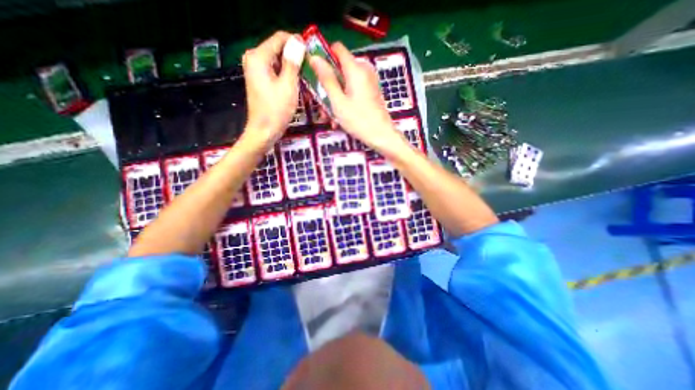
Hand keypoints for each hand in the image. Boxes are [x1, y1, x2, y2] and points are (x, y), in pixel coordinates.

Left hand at [242, 30, 304, 146]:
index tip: (313, 55)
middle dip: (295, 57)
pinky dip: (286, 75)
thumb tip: (298, 41)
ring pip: (278, 61)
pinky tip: (296, 85)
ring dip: (292, 68)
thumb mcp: (288, 86)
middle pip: (279, 49)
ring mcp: (255, 70)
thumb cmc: (276, 110)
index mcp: (258, 57)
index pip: (280, 38)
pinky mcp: (259, 80)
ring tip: (306, 78)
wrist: (264, 131)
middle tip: (311, 70)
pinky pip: (275, 71)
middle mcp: (254, 59)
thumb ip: (292, 62)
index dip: (298, 43)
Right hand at [310, 42, 408, 155]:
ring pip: (345, 83)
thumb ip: (326, 79)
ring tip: (329, 117)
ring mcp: (369, 82)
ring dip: (334, 98)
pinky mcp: (371, 93)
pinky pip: (353, 91)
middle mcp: (364, 71)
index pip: (337, 48)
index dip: (323, 56)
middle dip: (327, 85)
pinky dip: (344, 101)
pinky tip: (339, 118)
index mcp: (356, 69)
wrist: (382, 136)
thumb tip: (314, 57)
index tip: (314, 71)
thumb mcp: (338, 101)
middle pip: (340, 69)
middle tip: (319, 103)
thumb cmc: (359, 120)